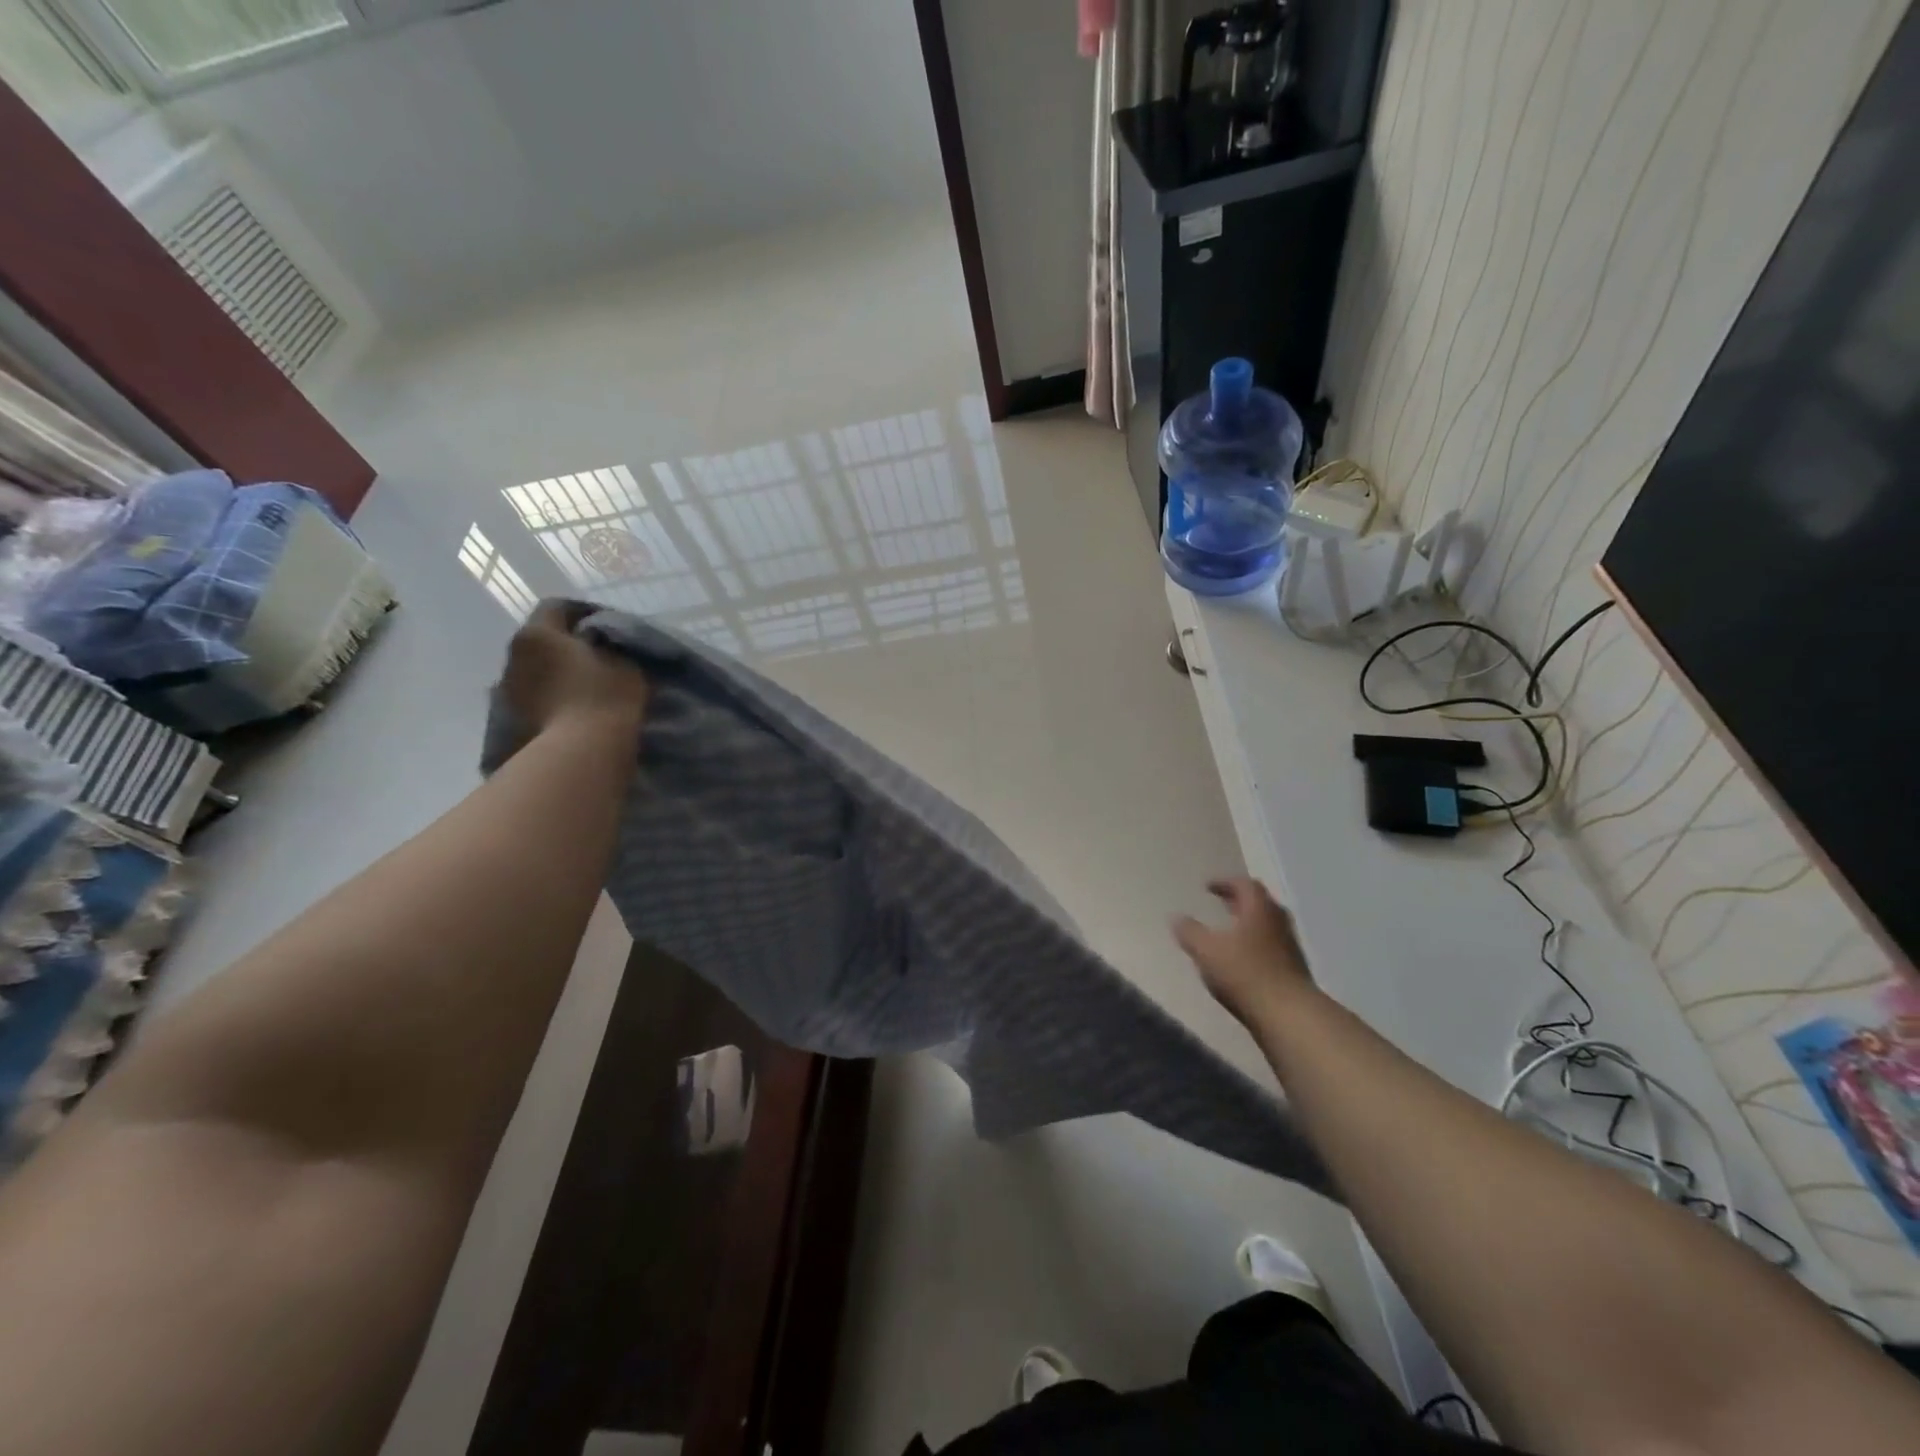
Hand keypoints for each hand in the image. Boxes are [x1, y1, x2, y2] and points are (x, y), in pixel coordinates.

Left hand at [502, 602, 649, 735]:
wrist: (578, 755)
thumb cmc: (604, 698)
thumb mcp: (625, 664)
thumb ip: (611, 647)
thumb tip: (603, 645)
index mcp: (538, 634)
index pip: (557, 607)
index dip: (584, 612)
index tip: (608, 626)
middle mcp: (513, 656)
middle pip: (542, 641)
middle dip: (568, 646)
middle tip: (599, 658)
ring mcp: (506, 691)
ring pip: (536, 672)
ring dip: (558, 675)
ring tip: (587, 689)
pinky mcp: (508, 721)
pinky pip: (534, 699)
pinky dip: (552, 699)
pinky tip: (573, 710)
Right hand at [1174, 877, 1313, 1023]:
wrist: (1289, 1015)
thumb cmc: (1245, 973)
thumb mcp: (1207, 950)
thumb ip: (1190, 932)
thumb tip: (1175, 917)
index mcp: (1259, 909)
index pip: (1245, 884)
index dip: (1225, 883)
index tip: (1207, 887)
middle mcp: (1278, 921)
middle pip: (1260, 903)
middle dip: (1239, 901)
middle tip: (1221, 903)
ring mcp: (1290, 946)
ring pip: (1268, 925)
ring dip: (1249, 924)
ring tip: (1229, 932)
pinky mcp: (1294, 970)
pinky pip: (1272, 946)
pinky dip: (1255, 944)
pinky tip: (1242, 960)